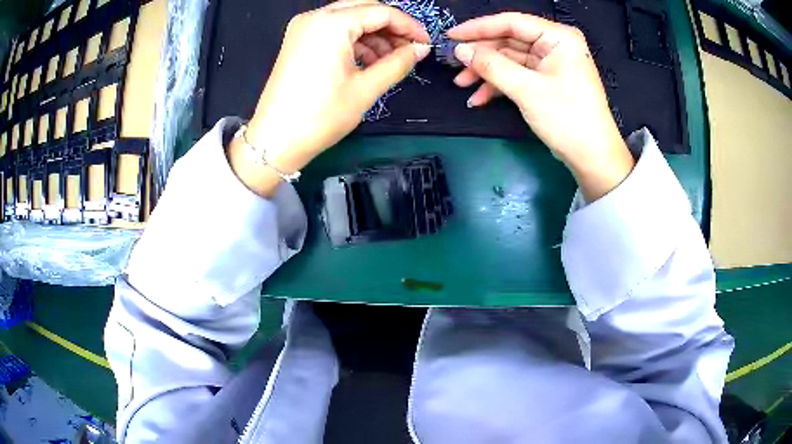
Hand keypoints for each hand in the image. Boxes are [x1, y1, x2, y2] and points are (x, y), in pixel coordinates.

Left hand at [231, 0, 429, 197]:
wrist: (275, 141)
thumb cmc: (320, 116)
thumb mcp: (366, 88)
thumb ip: (398, 62)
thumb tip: (420, 49)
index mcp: (331, 24)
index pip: (381, 12)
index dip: (409, 26)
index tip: (425, 43)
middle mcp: (315, 17)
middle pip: (365, 10)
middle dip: (391, 28)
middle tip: (409, 49)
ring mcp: (303, 28)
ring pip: (349, 19)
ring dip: (373, 35)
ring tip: (390, 60)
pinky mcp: (298, 40)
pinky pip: (333, 30)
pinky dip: (354, 40)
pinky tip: (368, 60)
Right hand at [448, 13, 633, 200]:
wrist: (593, 158)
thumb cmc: (567, 118)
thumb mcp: (527, 89)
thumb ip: (491, 66)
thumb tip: (460, 49)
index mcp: (558, 37)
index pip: (511, 23)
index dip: (478, 28)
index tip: (451, 36)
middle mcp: (555, 45)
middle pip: (509, 40)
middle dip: (481, 55)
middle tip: (453, 65)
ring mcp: (552, 64)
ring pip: (510, 59)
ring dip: (486, 72)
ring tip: (462, 84)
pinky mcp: (548, 81)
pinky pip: (518, 75)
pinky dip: (499, 85)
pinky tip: (480, 98)